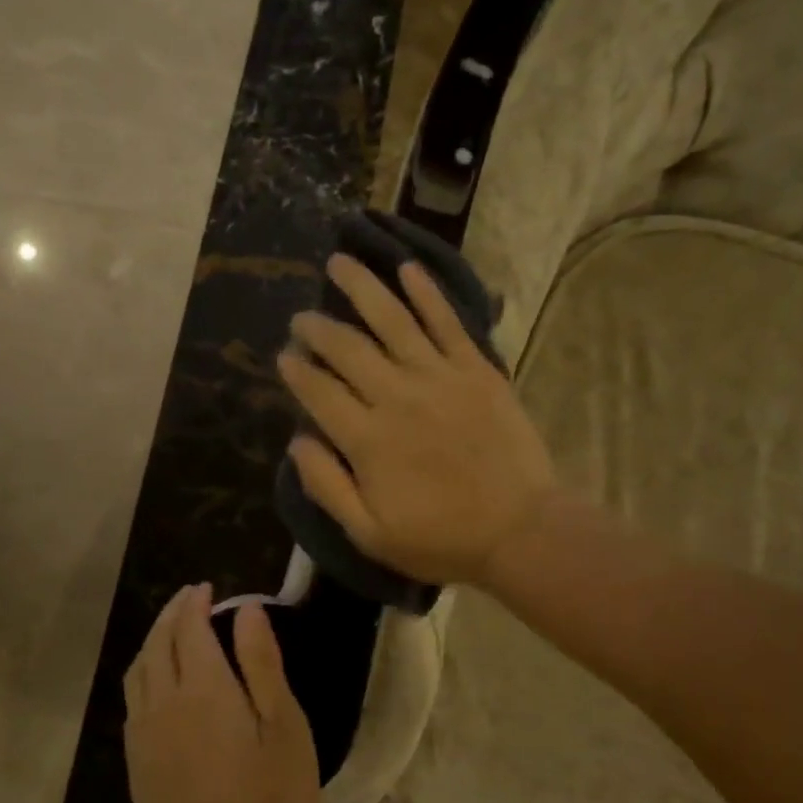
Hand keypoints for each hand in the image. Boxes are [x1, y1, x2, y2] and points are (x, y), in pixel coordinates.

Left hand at [122, 585, 319, 802]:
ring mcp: (144, 734)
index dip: (196, 602)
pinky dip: (143, 672)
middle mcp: (163, 701)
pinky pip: (132, 699)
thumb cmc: (269, 799)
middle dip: (172, 613)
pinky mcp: (136, 762)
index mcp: (203, 688)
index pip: (189, 627)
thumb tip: (247, 609)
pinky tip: (156, 680)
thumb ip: (263, 664)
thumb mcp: (284, 728)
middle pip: (158, 642)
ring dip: (153, 639)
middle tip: (190, 598)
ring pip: (138, 669)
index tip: (207, 588)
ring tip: (171, 629)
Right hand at [277, 254, 556, 586]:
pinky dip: (426, 293)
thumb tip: (297, 441)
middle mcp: (397, 396)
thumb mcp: (369, 534)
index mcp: (366, 439)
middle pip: (348, 349)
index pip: (319, 392)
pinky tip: (407, 268)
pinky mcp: (477, 370)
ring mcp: (439, 377)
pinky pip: (447, 322)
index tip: (284, 356)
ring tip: (339, 263)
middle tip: (302, 318)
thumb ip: (327, 486)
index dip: (297, 371)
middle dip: (318, 329)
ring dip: (362, 288)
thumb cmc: (441, 539)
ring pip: (392, 320)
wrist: (519, 531)